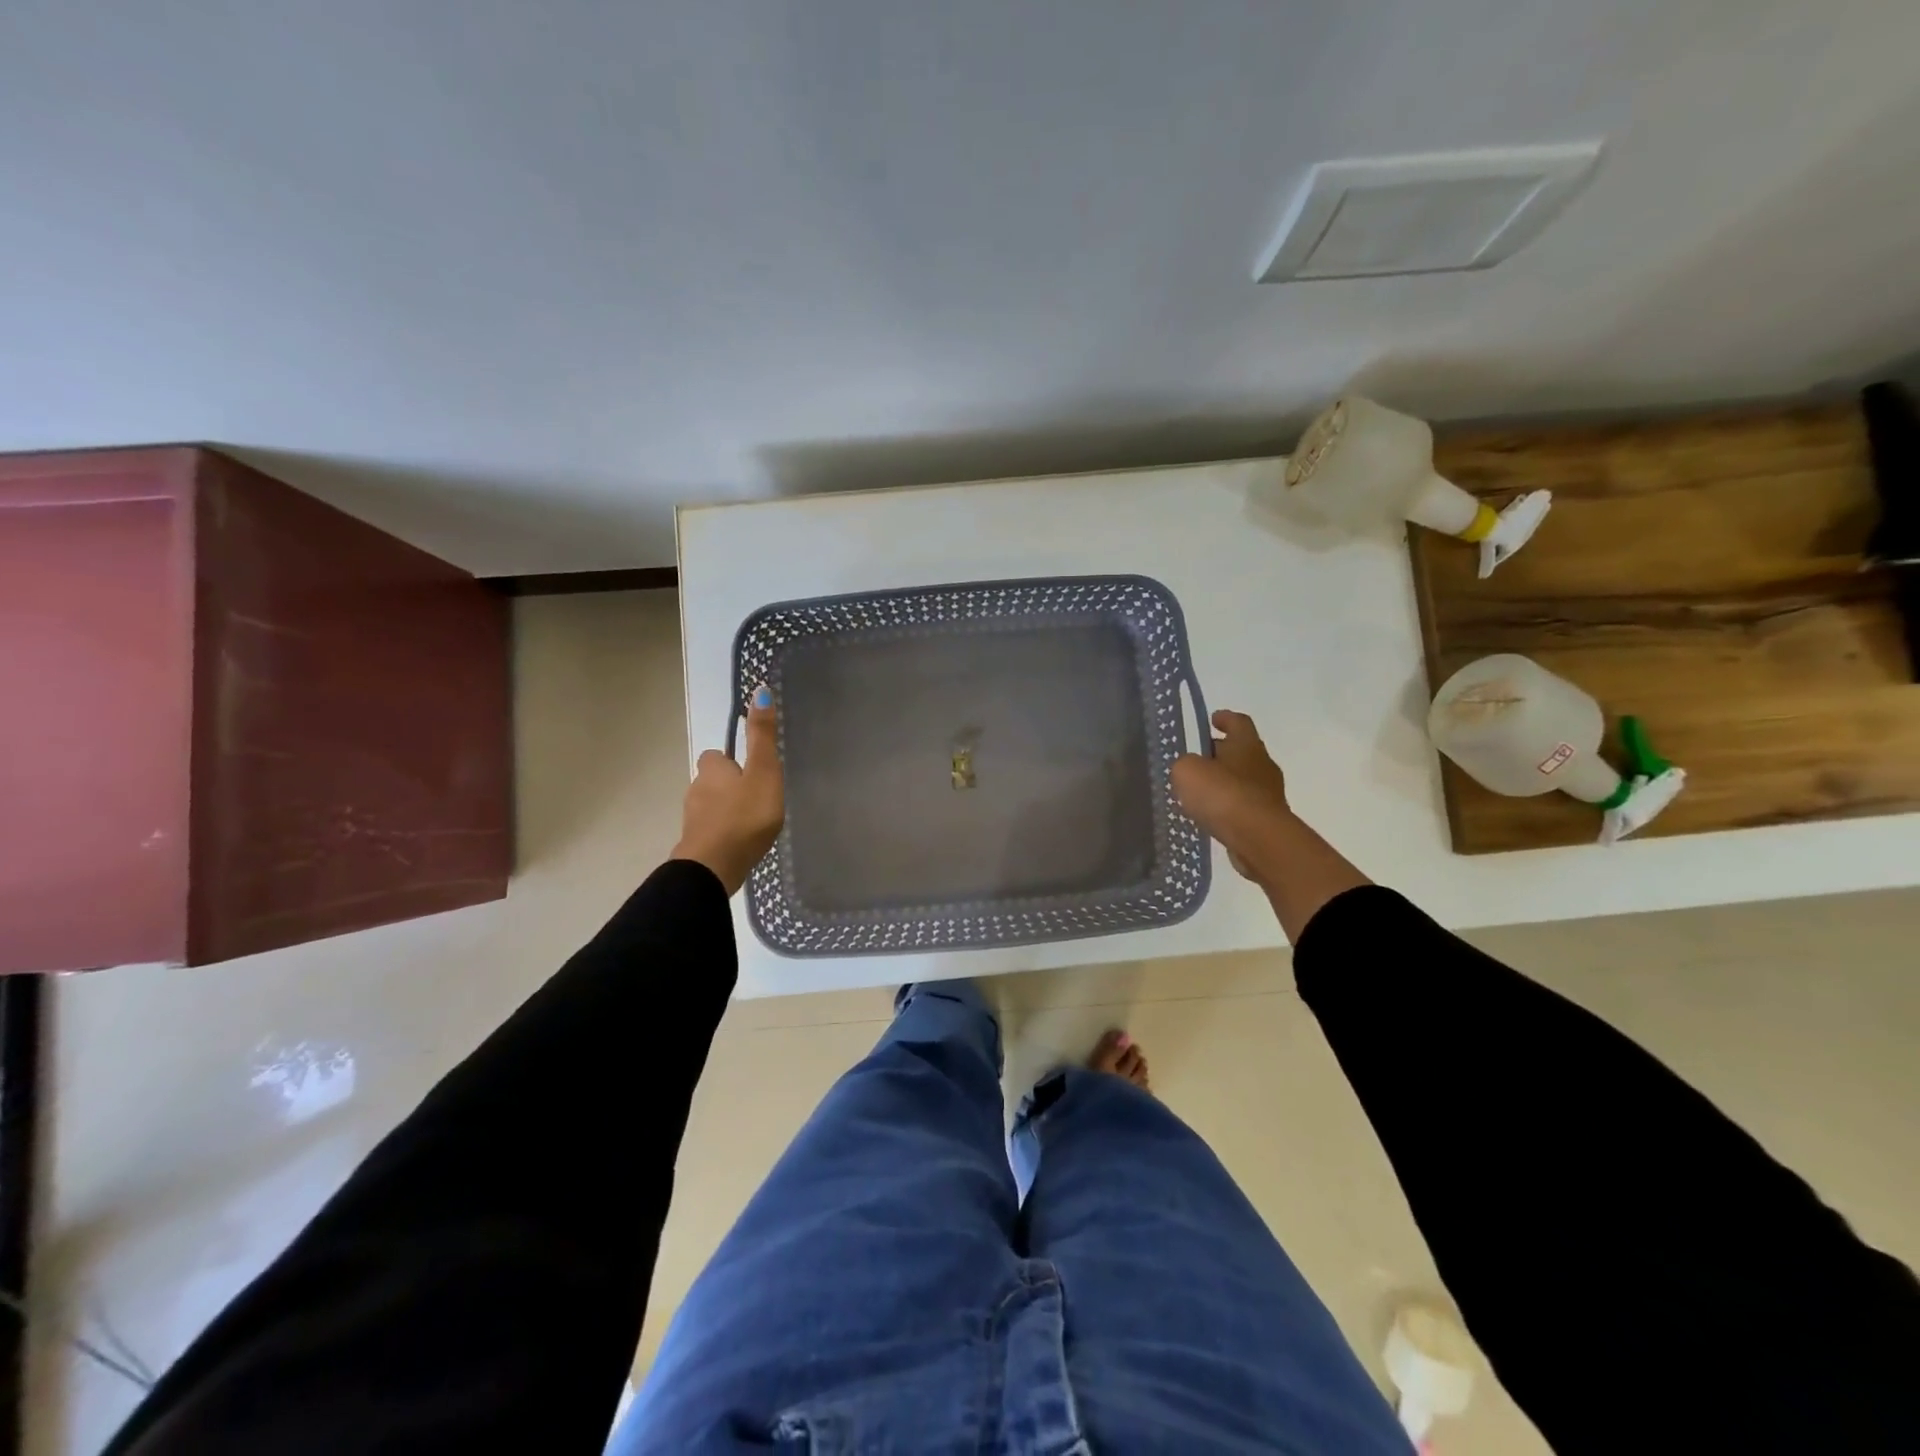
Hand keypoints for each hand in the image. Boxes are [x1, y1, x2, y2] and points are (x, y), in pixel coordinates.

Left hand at [672, 684, 784, 895]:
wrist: (714, 867)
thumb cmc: (743, 816)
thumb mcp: (763, 772)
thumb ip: (762, 736)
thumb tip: (759, 690)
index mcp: (712, 770)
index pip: (715, 756)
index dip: (731, 761)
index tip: (750, 771)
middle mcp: (696, 790)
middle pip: (711, 782)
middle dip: (728, 787)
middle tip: (755, 798)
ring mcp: (692, 820)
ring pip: (709, 807)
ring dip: (726, 811)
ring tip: (750, 822)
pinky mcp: (695, 845)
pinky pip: (710, 831)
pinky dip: (722, 832)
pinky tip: (738, 842)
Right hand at [1171, 710, 1291, 879]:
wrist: (1258, 838)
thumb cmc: (1223, 794)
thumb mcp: (1188, 771)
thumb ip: (1185, 764)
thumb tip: (1190, 768)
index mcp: (1247, 744)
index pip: (1239, 722)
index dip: (1225, 718)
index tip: (1213, 719)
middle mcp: (1263, 764)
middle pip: (1241, 751)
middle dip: (1221, 753)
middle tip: (1198, 759)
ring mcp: (1269, 794)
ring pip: (1243, 780)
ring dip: (1224, 782)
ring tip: (1199, 791)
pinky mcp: (1268, 820)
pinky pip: (1243, 806)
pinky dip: (1228, 806)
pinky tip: (1211, 815)